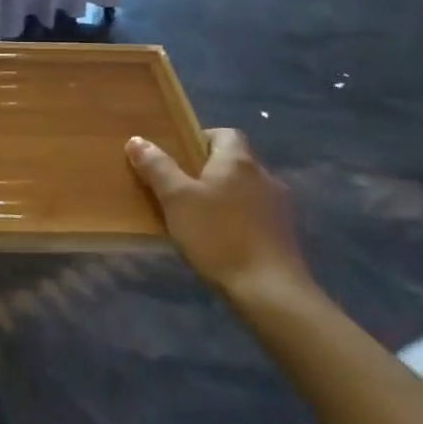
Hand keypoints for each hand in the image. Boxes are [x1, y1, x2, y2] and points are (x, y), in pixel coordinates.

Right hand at [126, 128, 305, 300]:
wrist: (269, 290)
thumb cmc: (218, 235)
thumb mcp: (176, 199)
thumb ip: (157, 167)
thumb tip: (137, 140)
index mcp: (238, 161)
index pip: (225, 133)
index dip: (200, 138)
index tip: (177, 156)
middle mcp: (264, 176)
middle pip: (234, 161)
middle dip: (207, 170)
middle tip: (178, 187)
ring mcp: (279, 206)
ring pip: (244, 188)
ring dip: (223, 195)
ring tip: (196, 215)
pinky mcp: (284, 233)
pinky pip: (255, 213)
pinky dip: (237, 217)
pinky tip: (220, 238)